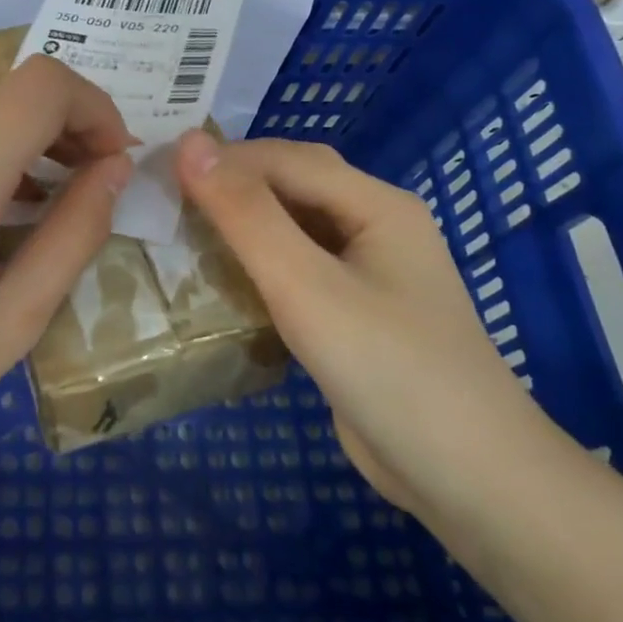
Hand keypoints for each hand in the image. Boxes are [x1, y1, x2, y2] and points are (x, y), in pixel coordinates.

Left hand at [0, 56, 133, 523]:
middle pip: (3, 93)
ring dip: (7, 143)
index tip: (109, 162)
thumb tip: (114, 168)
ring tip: (21, 213)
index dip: (94, 108)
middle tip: (75, 193)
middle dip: (56, 129)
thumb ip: (76, 233)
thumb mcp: (13, 321)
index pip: (43, 85)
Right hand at [174, 131, 533, 510]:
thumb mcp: (306, 284)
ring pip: (292, 230)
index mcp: (376, 204)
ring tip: (181, 236)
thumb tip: (189, 144)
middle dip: (231, 187)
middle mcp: (375, 227)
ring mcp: (368, 274)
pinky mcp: (354, 315)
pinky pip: (297, 272)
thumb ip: (246, 214)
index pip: (285, 159)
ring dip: (240, 228)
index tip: (157, 175)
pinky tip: (221, 284)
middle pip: (292, 187)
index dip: (221, 159)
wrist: (466, 477)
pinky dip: (257, 269)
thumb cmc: (387, 368)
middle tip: (165, 202)